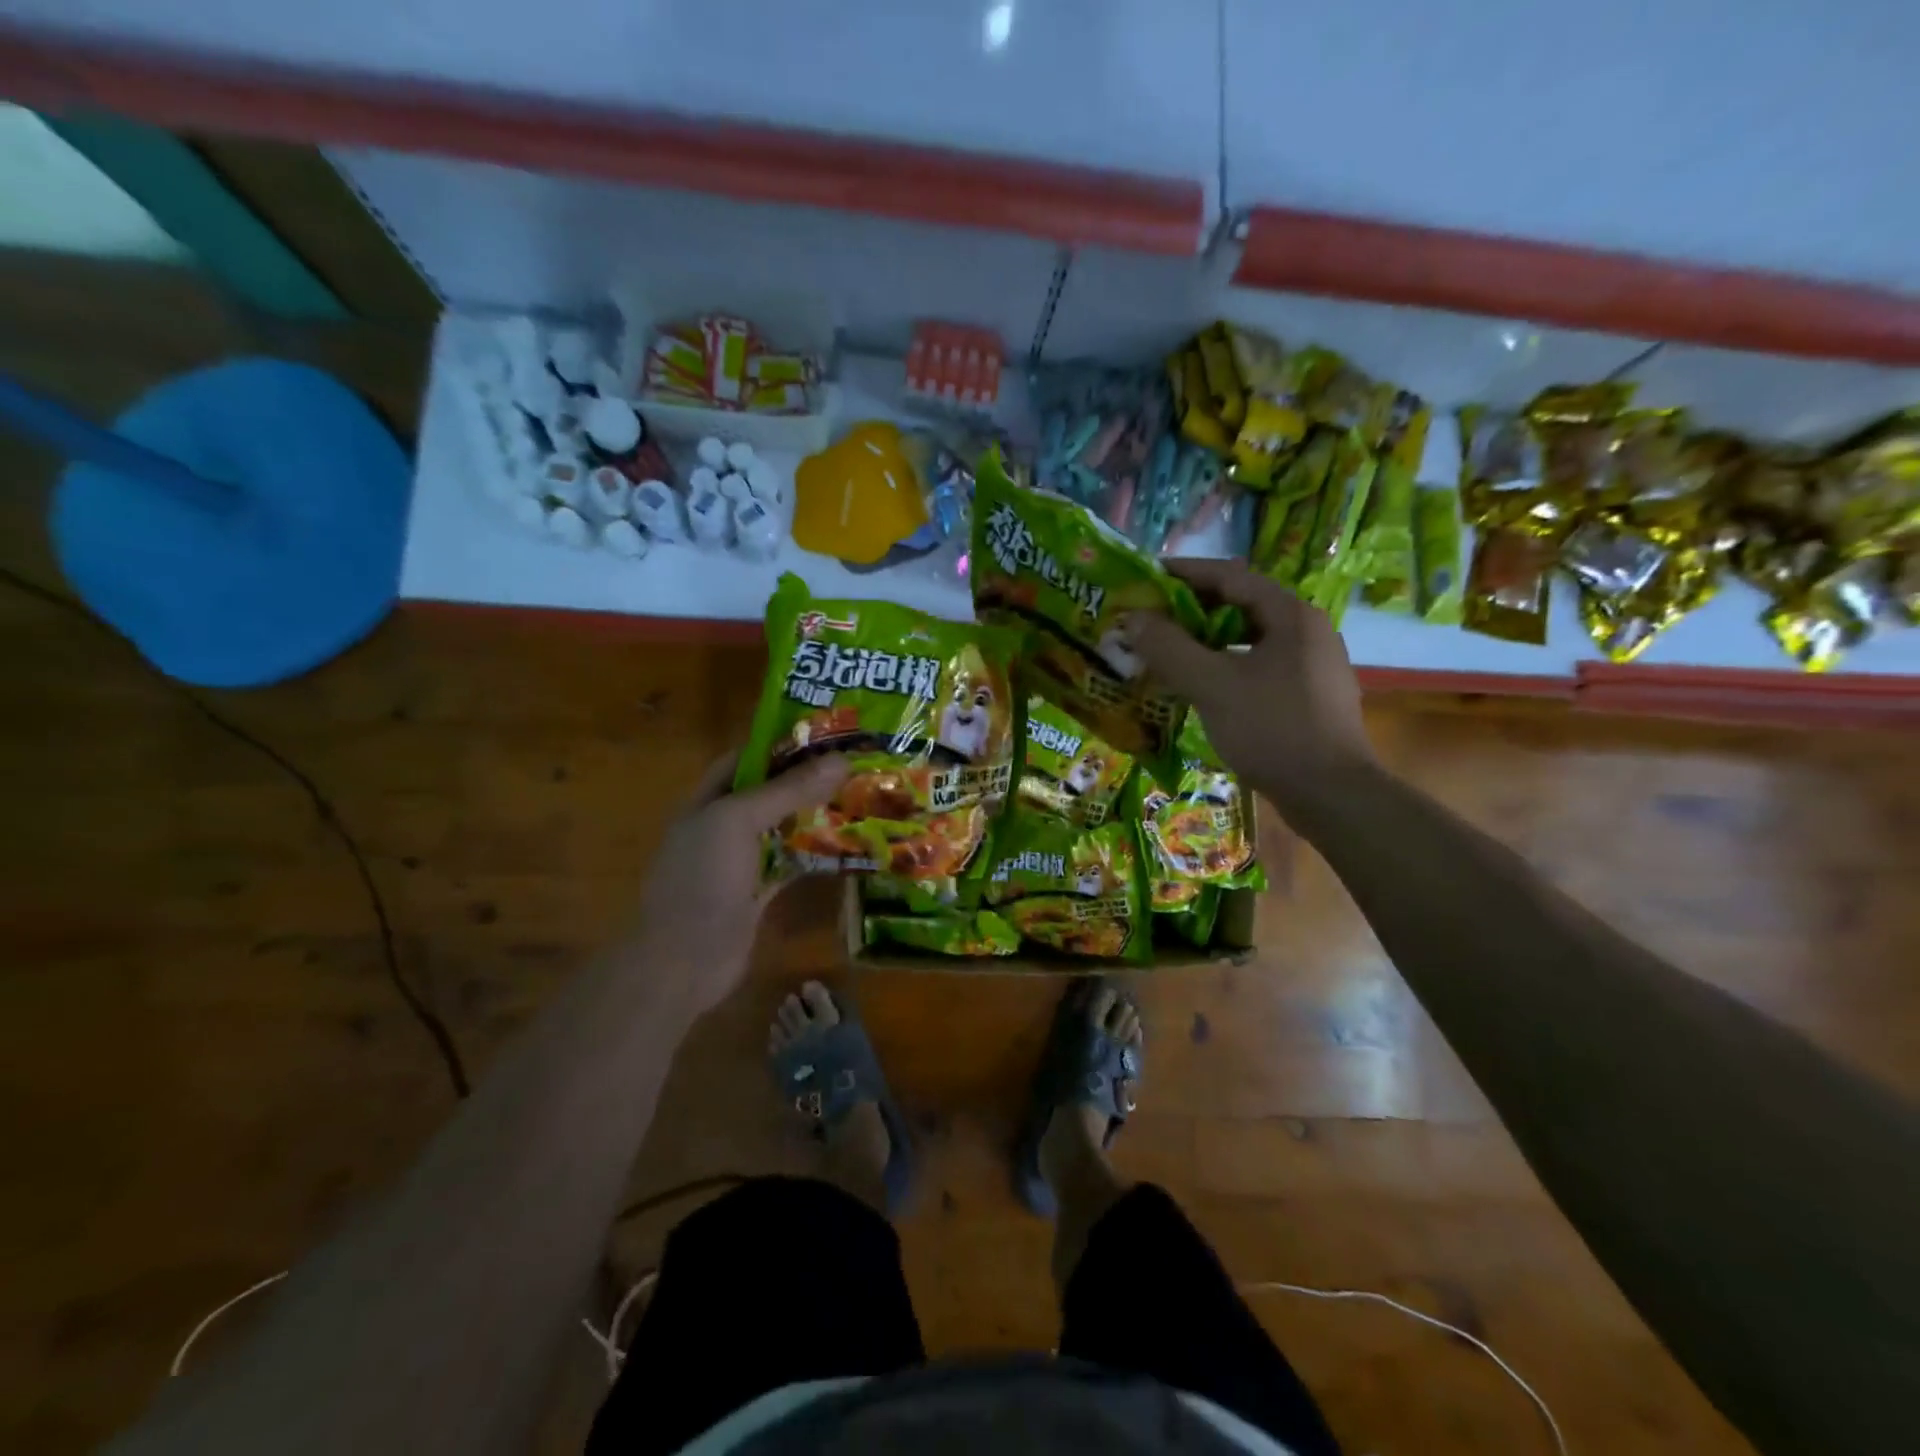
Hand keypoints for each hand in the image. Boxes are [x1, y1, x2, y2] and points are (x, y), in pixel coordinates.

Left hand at [633, 749, 848, 1013]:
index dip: (783, 743)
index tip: (829, 734)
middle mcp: (725, 824)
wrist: (683, 962)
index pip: (747, 758)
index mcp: (709, 800)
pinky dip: (818, 853)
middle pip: (771, 791)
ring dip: (818, 814)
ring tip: (863, 797)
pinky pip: (793, 862)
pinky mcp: (760, 892)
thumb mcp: (738, 822)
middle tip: (857, 764)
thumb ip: (787, 790)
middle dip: (809, 778)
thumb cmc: (702, 880)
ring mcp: (742, 861)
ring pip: (785, 827)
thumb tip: (840, 760)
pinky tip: (852, 844)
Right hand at [1123, 559, 1376, 818]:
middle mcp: (1306, 630)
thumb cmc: (1272, 730)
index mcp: (1290, 615)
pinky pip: (1257, 666)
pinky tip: (1200, 686)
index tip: (1146, 577)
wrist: (1331, 795)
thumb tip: (1134, 618)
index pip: (1231, 576)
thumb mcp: (1212, 685)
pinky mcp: (1308, 696)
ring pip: (1249, 639)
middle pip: (1240, 605)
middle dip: (1192, 610)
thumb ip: (1170, 648)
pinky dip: (1224, 667)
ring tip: (1168, 650)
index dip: (1185, 573)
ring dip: (1206, 641)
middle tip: (1150, 617)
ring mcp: (1311, 665)